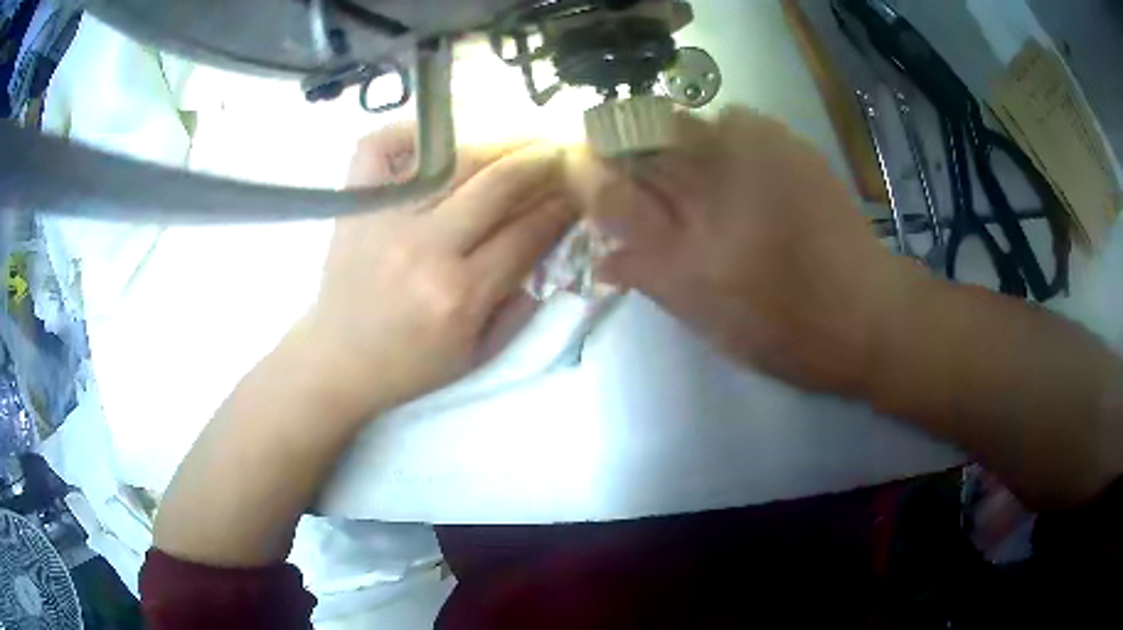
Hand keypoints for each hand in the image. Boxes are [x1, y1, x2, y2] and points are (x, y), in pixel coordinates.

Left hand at [307, 126, 577, 414]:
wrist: (338, 361)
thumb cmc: (411, 364)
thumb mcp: (478, 352)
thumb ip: (522, 302)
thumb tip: (552, 243)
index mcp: (460, 295)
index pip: (527, 232)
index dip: (562, 206)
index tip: (580, 189)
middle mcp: (425, 248)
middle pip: (498, 183)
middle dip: (542, 161)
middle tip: (562, 149)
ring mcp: (385, 218)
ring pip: (453, 159)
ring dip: (498, 142)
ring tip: (522, 137)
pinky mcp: (356, 204)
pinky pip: (380, 146)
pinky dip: (410, 130)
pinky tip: (438, 134)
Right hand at [583, 107, 917, 395]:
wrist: (866, 312)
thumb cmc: (785, 336)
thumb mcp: (709, 327)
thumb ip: (652, 284)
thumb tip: (603, 259)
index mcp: (687, 257)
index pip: (610, 198)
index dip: (584, 176)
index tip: (580, 170)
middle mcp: (713, 200)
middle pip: (640, 143)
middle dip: (622, 144)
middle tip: (634, 163)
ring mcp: (754, 164)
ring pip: (683, 122)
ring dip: (674, 139)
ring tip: (697, 165)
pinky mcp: (789, 147)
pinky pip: (734, 119)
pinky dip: (724, 134)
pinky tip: (742, 163)